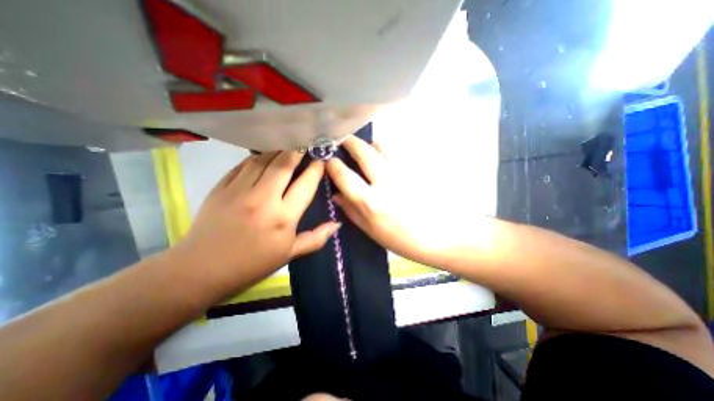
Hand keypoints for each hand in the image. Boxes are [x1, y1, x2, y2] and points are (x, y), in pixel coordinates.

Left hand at [174, 152, 337, 292]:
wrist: (202, 269)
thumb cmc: (253, 263)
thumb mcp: (290, 254)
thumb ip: (316, 238)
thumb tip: (337, 224)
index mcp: (284, 217)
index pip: (306, 184)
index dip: (316, 169)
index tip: (322, 159)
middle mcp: (264, 198)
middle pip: (284, 164)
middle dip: (298, 149)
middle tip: (306, 141)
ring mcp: (240, 190)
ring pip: (263, 159)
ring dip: (278, 149)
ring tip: (288, 145)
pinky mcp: (222, 186)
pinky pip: (244, 164)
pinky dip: (257, 157)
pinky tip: (264, 156)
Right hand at [326, 137, 475, 266]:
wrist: (442, 236)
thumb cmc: (403, 240)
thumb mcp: (372, 231)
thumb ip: (351, 211)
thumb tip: (336, 195)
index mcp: (370, 202)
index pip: (344, 175)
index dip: (333, 165)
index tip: (329, 161)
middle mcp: (385, 182)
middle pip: (363, 152)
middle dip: (350, 143)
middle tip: (344, 141)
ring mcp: (403, 172)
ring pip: (382, 145)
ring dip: (371, 144)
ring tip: (368, 148)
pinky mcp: (417, 169)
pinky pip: (398, 151)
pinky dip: (387, 150)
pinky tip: (387, 158)